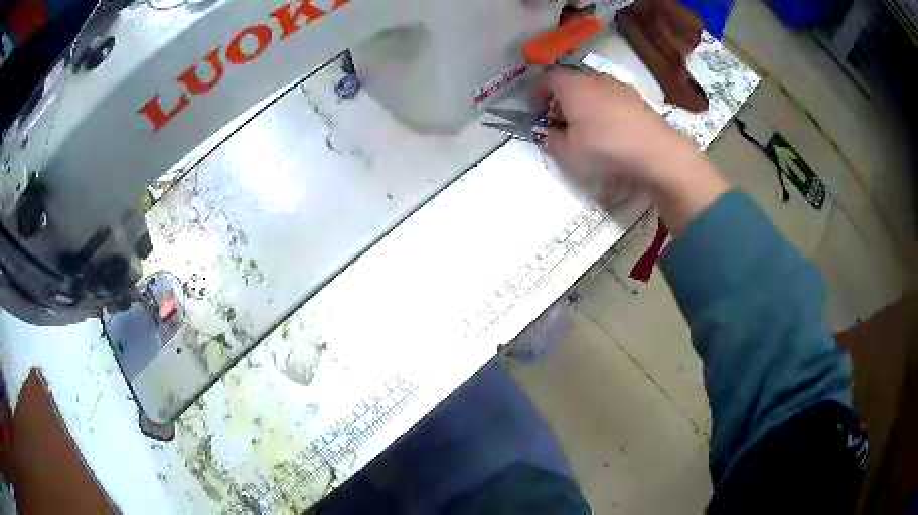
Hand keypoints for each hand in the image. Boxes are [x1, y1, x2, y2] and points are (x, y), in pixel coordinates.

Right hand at [534, 70, 727, 235]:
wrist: (656, 151)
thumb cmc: (605, 148)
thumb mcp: (568, 153)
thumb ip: (552, 141)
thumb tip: (550, 134)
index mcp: (572, 87)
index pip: (547, 80)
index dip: (537, 92)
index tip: (534, 107)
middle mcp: (594, 79)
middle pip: (571, 82)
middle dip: (561, 99)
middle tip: (560, 119)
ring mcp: (619, 86)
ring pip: (594, 89)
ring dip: (585, 103)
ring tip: (586, 125)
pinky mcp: (638, 98)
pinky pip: (613, 98)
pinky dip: (605, 108)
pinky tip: (611, 128)